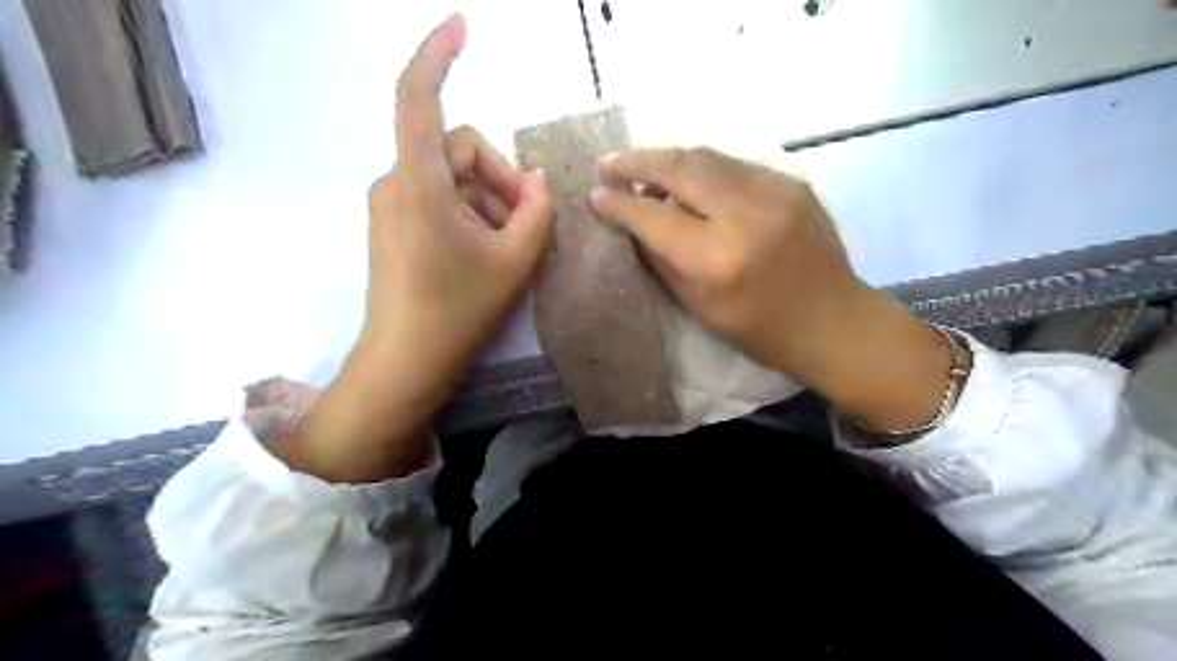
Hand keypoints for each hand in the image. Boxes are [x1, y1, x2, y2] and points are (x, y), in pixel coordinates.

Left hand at [274, 14, 555, 479]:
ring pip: (454, 178)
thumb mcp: (515, 261)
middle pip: (460, 149)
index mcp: (419, 184)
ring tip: (505, 250)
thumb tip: (540, 181)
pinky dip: (470, 215)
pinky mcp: (395, 225)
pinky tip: (482, 253)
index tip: (462, 26)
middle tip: (524, 226)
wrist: (406, 362)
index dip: (438, 55)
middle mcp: (396, 183)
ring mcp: (392, 205)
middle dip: (500, 179)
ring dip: (489, 203)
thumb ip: (539, 212)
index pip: (417, 98)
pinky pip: (440, 199)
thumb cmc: (458, 312)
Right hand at [594, 148, 950, 432]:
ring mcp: (774, 190)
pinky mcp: (791, 181)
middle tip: (608, 163)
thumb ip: (661, 259)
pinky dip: (702, 167)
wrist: (832, 320)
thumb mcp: (698, 306)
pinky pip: (733, 164)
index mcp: (717, 259)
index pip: (653, 216)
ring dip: (667, 159)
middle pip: (679, 169)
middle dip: (636, 162)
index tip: (595, 195)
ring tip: (641, 166)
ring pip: (706, 156)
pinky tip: (688, 178)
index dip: (619, 204)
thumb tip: (633, 221)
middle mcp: (745, 214)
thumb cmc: (759, 329)